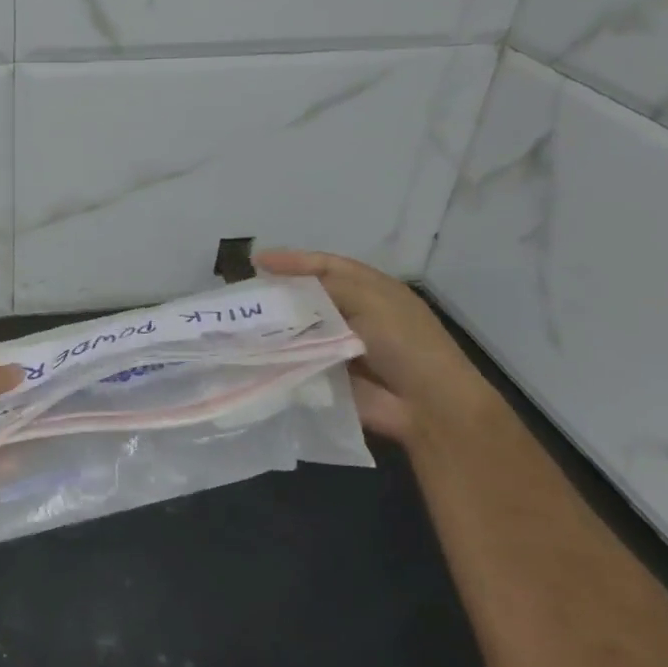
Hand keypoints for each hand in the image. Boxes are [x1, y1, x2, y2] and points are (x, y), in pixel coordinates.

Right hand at [255, 249, 490, 442]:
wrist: (427, 405)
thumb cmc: (405, 342)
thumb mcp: (370, 300)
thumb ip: (327, 285)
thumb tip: (282, 283)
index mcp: (369, 289)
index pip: (324, 266)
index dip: (292, 261)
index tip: (256, 262)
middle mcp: (353, 313)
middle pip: (308, 297)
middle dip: (278, 294)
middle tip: (243, 296)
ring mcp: (340, 345)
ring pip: (299, 329)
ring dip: (275, 327)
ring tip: (240, 322)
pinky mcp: (329, 374)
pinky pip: (299, 360)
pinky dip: (280, 356)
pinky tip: (253, 351)